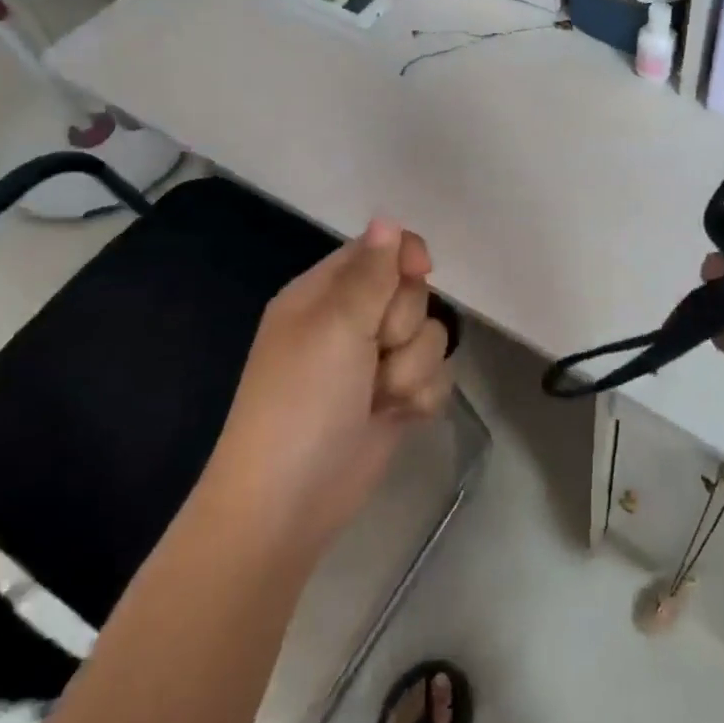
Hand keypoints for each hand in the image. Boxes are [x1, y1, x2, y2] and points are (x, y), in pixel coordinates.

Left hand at [209, 218, 453, 549]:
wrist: (288, 503)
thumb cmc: (302, 402)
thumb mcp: (335, 327)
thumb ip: (371, 272)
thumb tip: (386, 218)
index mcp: (323, 294)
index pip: (379, 250)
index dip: (405, 257)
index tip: (420, 272)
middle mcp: (350, 323)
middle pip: (413, 294)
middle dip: (404, 325)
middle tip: (374, 351)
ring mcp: (374, 364)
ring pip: (430, 337)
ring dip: (412, 368)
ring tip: (380, 396)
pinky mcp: (395, 400)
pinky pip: (435, 377)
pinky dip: (420, 397)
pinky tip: (397, 416)